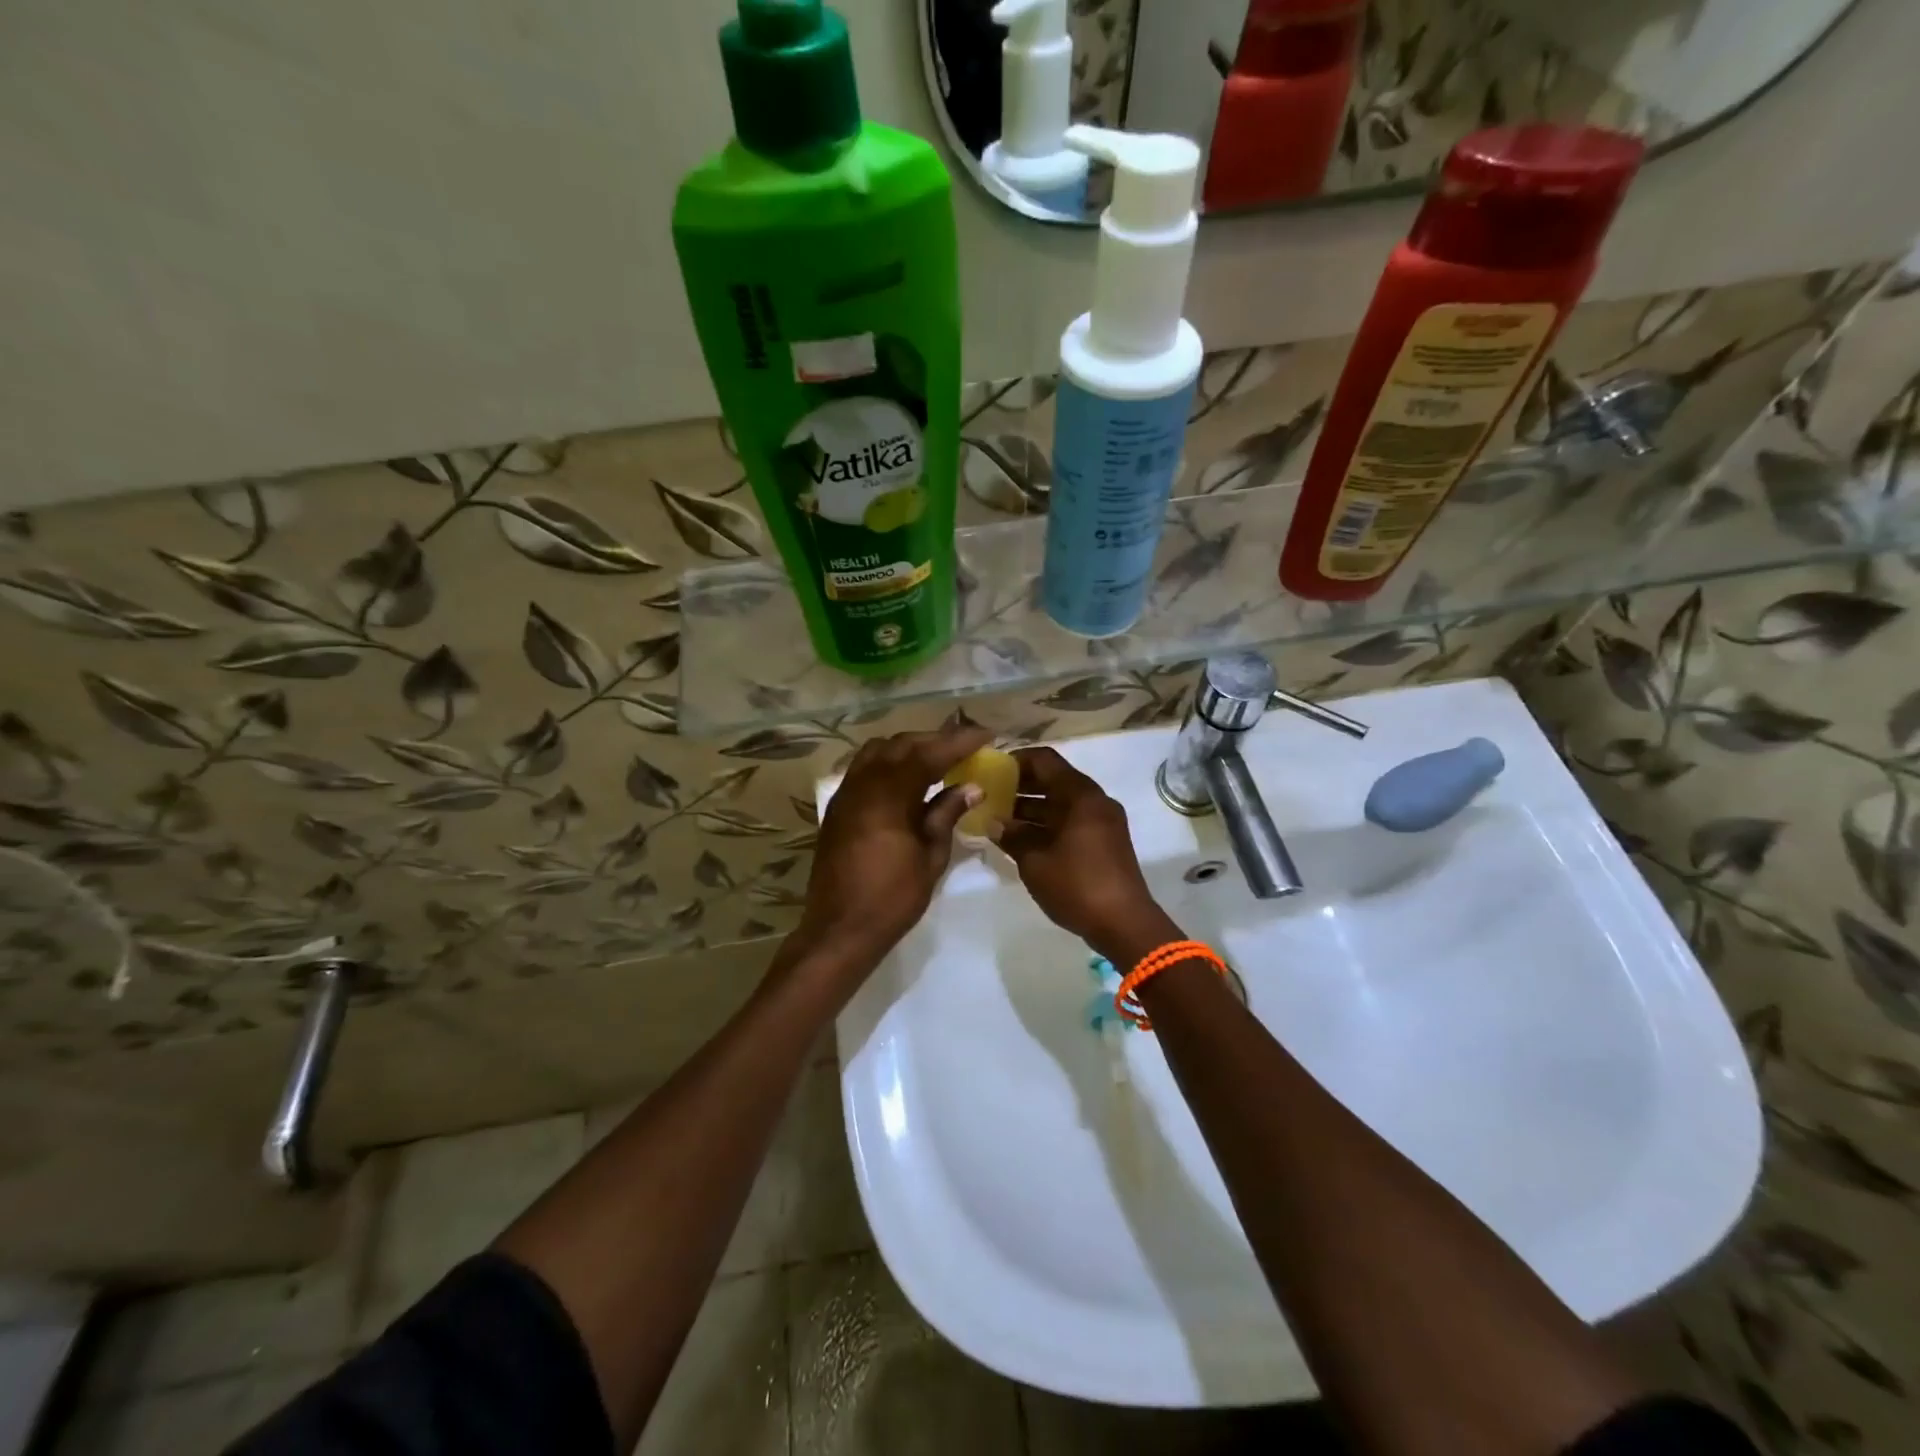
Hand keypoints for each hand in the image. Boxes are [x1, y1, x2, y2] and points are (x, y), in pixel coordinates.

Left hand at [794, 725, 991, 968]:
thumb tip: (972, 787)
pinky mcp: (838, 807)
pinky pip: (864, 768)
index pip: (928, 754)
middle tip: (965, 744)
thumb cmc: (892, 898)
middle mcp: (863, 785)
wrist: (840, 929)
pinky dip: (889, 762)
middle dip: (935, 740)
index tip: (986, 735)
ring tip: (937, 757)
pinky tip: (907, 777)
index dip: (959, 742)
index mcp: (888, 796)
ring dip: (909, 747)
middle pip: (901, 745)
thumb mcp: (930, 857)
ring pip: (878, 751)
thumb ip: (947, 815)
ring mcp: (846, 794)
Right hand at [994, 747, 1167, 960]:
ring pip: (1062, 803)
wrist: (1124, 924)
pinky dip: (1048, 824)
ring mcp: (1103, 821)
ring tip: (1000, 821)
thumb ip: (1012, 836)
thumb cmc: (1077, 885)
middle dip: (1021, 787)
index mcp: (1080, 795)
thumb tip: (995, 823)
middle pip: (1053, 780)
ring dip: (1032, 809)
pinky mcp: (1105, 842)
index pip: (1044, 760)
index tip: (991, 772)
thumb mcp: (1035, 861)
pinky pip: (1071, 821)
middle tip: (990, 797)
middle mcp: (1094, 800)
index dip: (1016, 761)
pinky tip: (1023, 840)